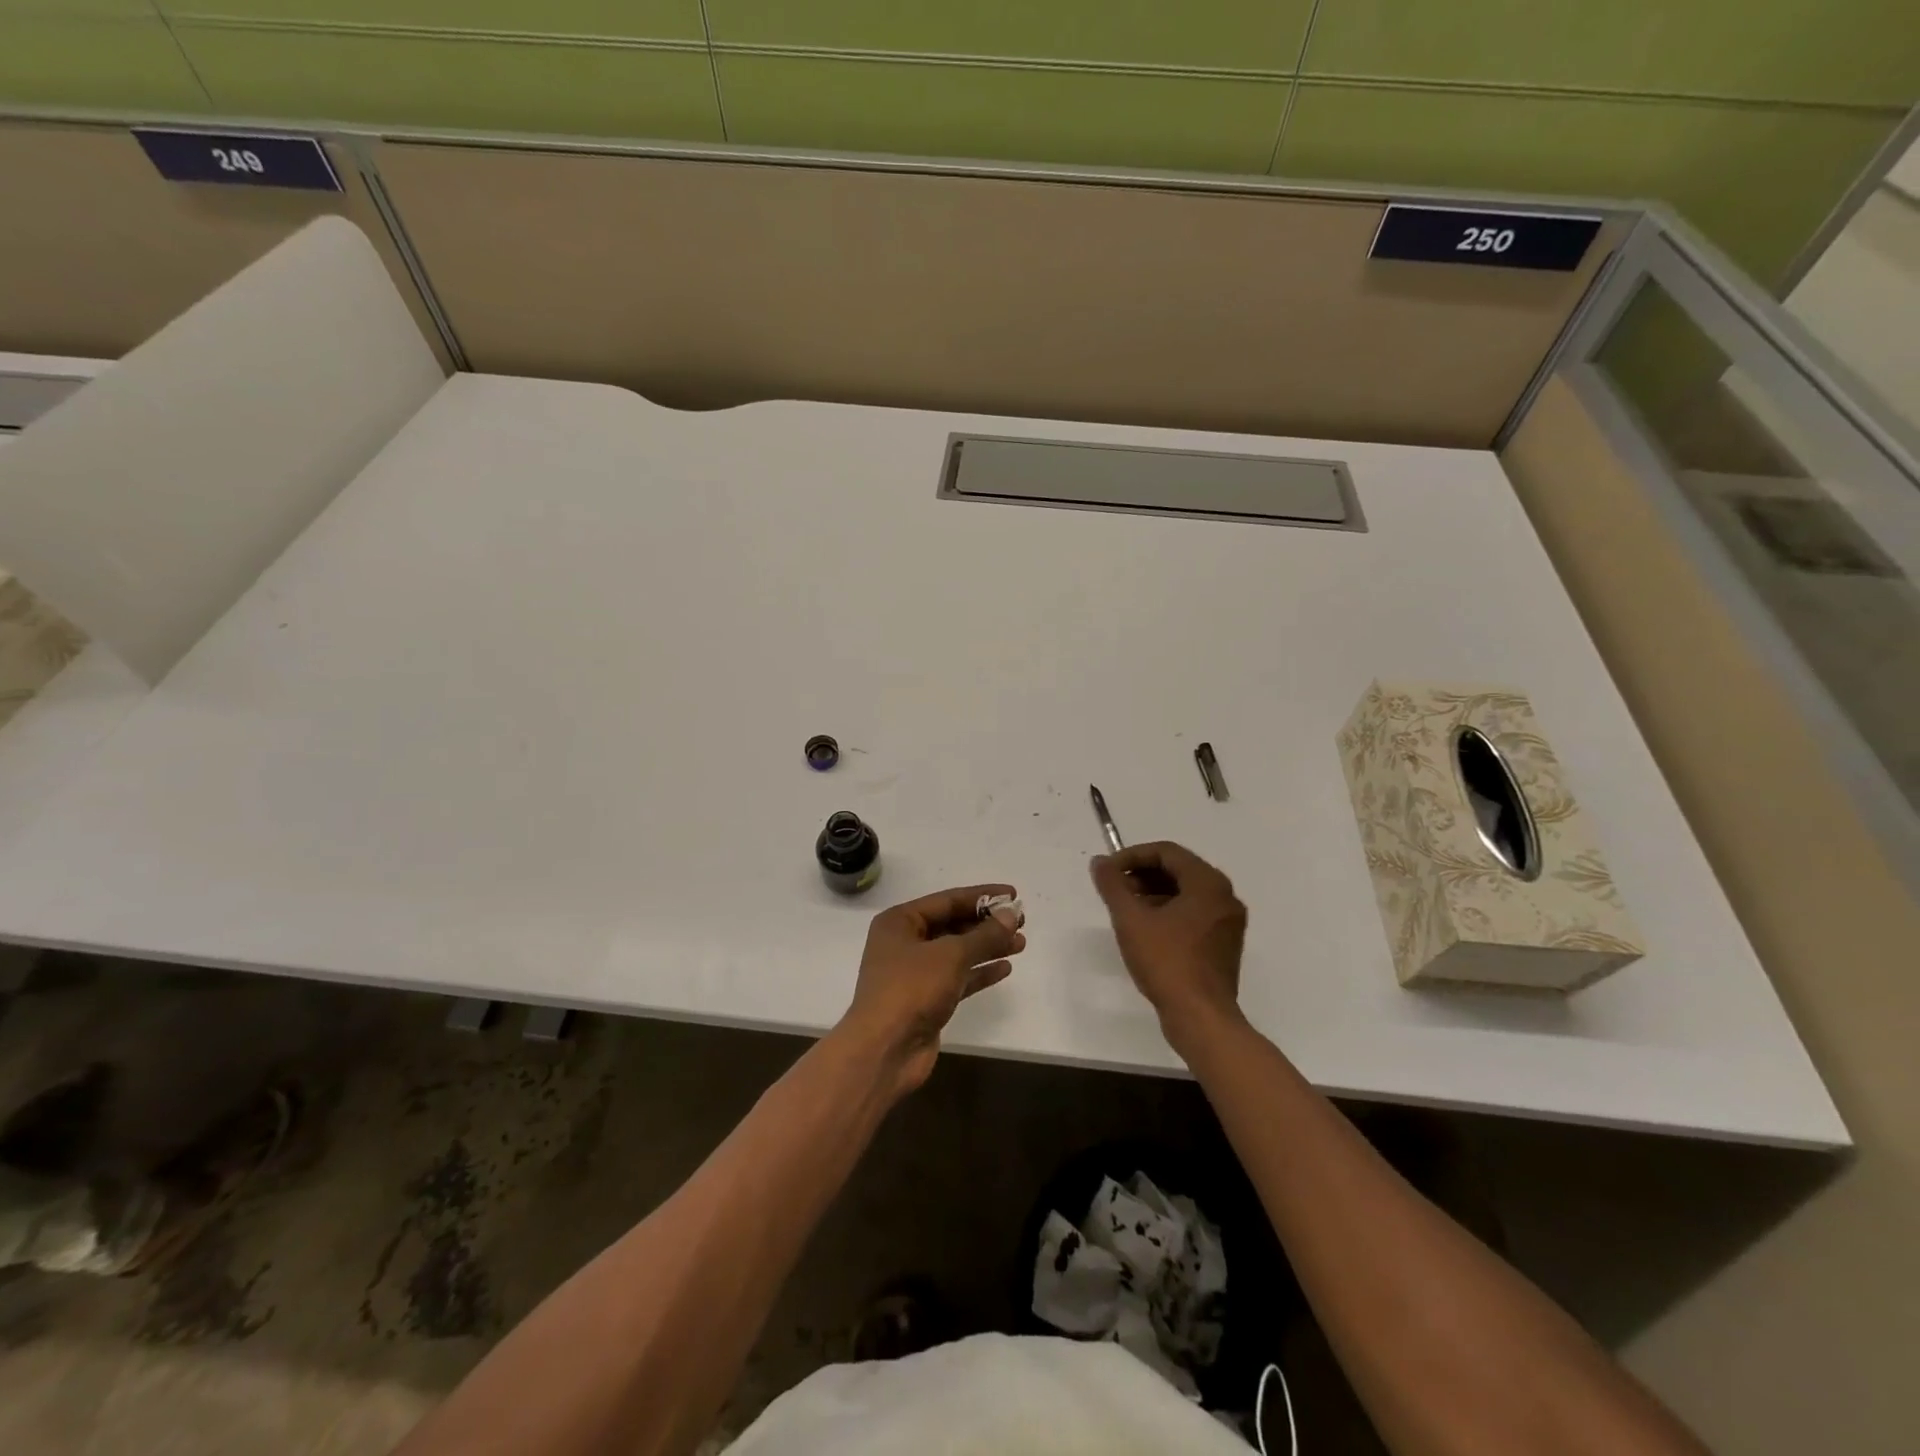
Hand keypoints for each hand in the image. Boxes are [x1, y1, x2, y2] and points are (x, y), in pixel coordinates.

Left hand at [839, 884, 1025, 1097]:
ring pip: (957, 952)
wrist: (885, 1051)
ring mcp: (914, 973)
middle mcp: (905, 943)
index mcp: (900, 922)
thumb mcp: (951, 955)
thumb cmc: (912, 989)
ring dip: (988, 947)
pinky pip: (958, 978)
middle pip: (952, 925)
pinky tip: (1005, 968)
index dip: (982, 896)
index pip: (947, 900)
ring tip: (1021, 943)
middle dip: (987, 924)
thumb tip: (1011, 915)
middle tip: (1021, 921)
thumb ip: (985, 935)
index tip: (1013, 894)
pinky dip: (979, 972)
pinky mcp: (926, 1000)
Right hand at [1090, 842, 1246, 1043]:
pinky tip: (1146, 929)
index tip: (1108, 871)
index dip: (1132, 856)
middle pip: (1178, 869)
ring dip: (1153, 892)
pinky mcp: (1224, 943)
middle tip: (1115, 890)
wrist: (1201, 1018)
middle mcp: (1224, 896)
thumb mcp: (1131, 920)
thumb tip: (1100, 862)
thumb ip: (1113, 886)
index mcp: (1208, 883)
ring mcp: (1228, 921)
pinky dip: (1169, 911)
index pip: (1166, 852)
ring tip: (1126, 909)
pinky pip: (1194, 913)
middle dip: (1142, 874)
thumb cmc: (1167, 963)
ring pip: (1186, 892)